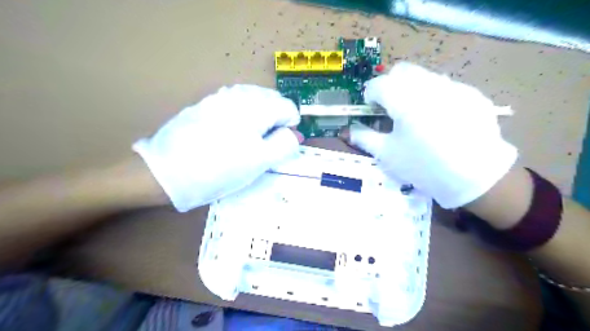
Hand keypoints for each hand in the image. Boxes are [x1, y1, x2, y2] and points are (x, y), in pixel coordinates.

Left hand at [132, 85, 299, 211]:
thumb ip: (285, 144)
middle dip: (275, 119)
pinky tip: (230, 132)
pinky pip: (235, 103)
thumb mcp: (260, 161)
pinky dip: (242, 114)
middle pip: (272, 100)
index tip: (279, 145)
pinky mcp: (206, 103)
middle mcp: (241, 93)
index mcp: (258, 106)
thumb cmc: (221, 168)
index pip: (289, 108)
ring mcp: (220, 96)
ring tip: (249, 139)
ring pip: (254, 100)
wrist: (166, 171)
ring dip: (259, 116)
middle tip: (264, 144)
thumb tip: (295, 134)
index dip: (290, 128)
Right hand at [347, 61, 516, 206]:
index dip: (370, 96)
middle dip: (390, 86)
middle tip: (392, 109)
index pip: (377, 84)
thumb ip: (364, 138)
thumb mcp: (388, 154)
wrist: (476, 176)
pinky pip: (445, 86)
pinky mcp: (471, 94)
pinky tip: (441, 120)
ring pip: (423, 76)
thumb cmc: (423, 166)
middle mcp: (428, 84)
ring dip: (412, 89)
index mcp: (404, 98)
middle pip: (400, 71)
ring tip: (416, 115)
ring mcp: (453, 86)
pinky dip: (434, 96)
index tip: (372, 111)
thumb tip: (348, 131)